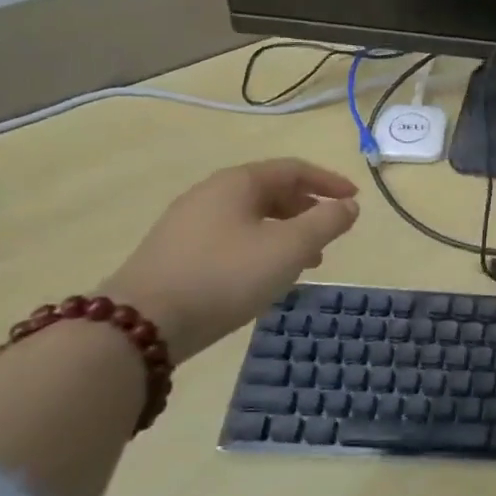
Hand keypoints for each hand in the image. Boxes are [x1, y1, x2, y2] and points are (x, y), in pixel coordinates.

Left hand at [100, 159, 359, 362]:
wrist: (140, 325)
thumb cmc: (225, 276)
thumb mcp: (289, 248)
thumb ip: (326, 222)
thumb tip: (349, 206)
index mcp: (238, 182)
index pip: (293, 169)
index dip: (329, 181)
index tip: (355, 200)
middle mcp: (210, 194)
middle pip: (271, 191)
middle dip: (307, 209)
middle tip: (331, 232)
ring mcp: (187, 223)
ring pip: (251, 217)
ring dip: (285, 232)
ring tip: (306, 260)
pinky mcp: (175, 253)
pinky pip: (231, 238)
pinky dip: (260, 247)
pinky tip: (265, 275)